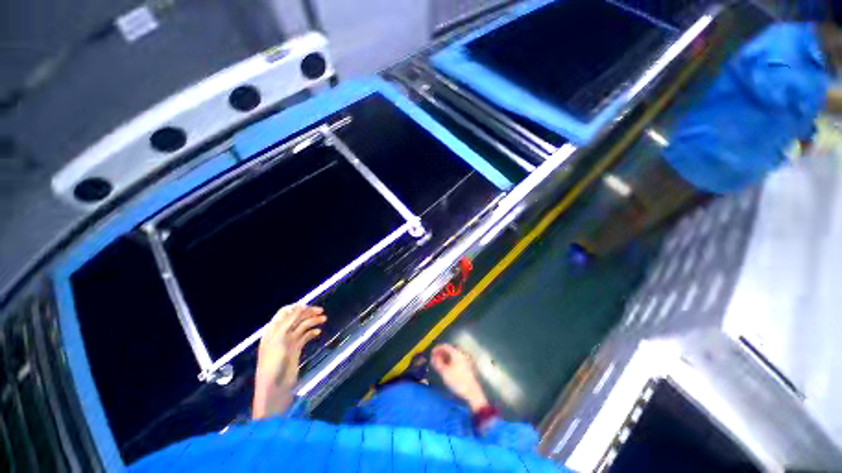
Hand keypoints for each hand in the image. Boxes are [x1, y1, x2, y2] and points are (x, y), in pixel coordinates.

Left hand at [253, 305, 325, 418]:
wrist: (275, 387)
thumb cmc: (273, 362)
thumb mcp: (279, 338)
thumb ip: (290, 320)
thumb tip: (301, 305)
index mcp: (273, 329)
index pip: (285, 312)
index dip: (297, 307)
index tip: (310, 306)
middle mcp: (281, 333)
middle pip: (295, 318)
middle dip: (308, 313)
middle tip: (322, 311)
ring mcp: (289, 342)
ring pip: (302, 326)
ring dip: (312, 321)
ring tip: (324, 319)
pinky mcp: (295, 350)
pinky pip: (305, 337)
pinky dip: (312, 333)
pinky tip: (318, 332)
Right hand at [431, 344, 487, 411]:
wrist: (472, 392)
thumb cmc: (457, 381)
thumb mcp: (444, 372)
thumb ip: (437, 363)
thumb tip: (433, 358)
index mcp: (456, 353)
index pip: (445, 346)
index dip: (437, 348)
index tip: (431, 353)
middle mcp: (461, 353)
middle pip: (449, 349)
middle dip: (440, 353)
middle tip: (434, 359)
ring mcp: (464, 359)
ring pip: (452, 355)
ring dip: (445, 357)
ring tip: (439, 363)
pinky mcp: (466, 365)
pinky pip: (455, 359)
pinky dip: (449, 361)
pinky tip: (446, 367)